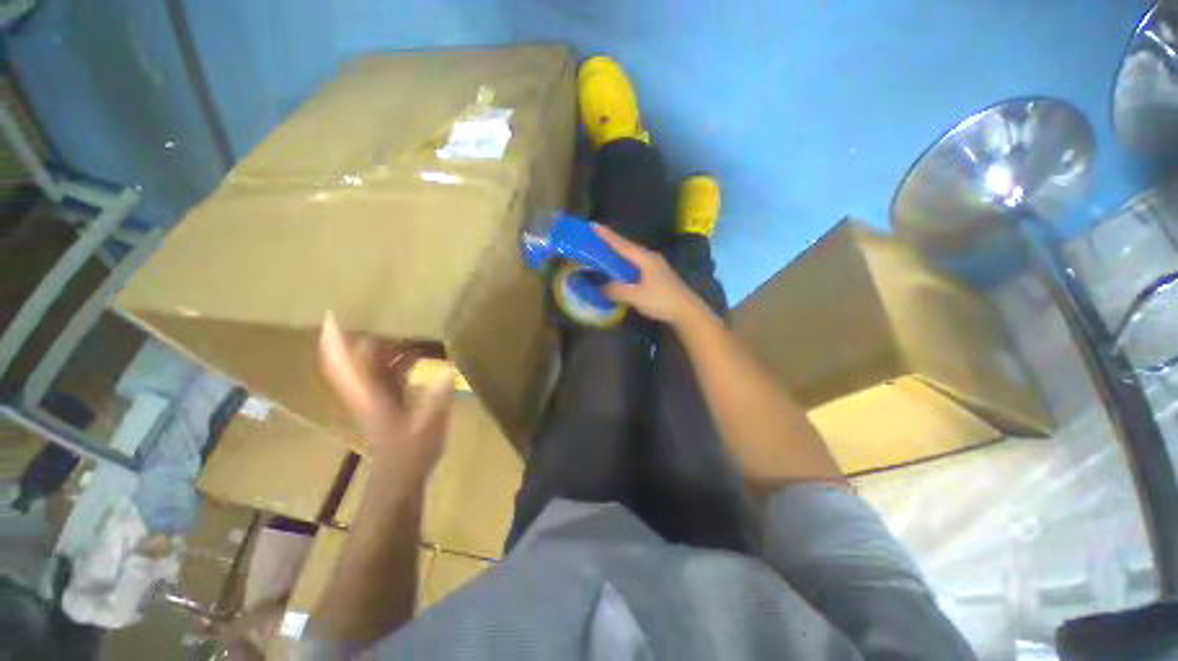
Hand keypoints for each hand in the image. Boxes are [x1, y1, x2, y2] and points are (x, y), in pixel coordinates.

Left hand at [319, 312, 454, 483]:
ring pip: (374, 362)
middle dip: (369, 332)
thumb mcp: (427, 424)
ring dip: (388, 343)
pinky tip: (423, 351)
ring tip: (411, 325)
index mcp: (370, 395)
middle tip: (391, 311)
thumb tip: (449, 371)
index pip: (345, 363)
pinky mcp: (388, 399)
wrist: (401, 476)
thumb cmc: (411, 453)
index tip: (332, 314)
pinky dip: (402, 357)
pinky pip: (390, 370)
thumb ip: (437, 397)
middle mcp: (368, 390)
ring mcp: (377, 394)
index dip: (335, 341)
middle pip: (359, 356)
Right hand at [593, 224, 708, 326]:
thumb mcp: (636, 296)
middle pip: (628, 247)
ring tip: (605, 252)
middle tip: (596, 238)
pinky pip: (638, 265)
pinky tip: (622, 269)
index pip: (622, 244)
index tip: (593, 225)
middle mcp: (651, 258)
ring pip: (633, 256)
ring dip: (620, 253)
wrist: (687, 311)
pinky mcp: (659, 275)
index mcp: (645, 259)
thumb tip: (601, 287)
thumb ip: (616, 290)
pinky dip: (626, 264)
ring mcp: (657, 266)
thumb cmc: (662, 300)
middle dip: (612, 242)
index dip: (606, 236)